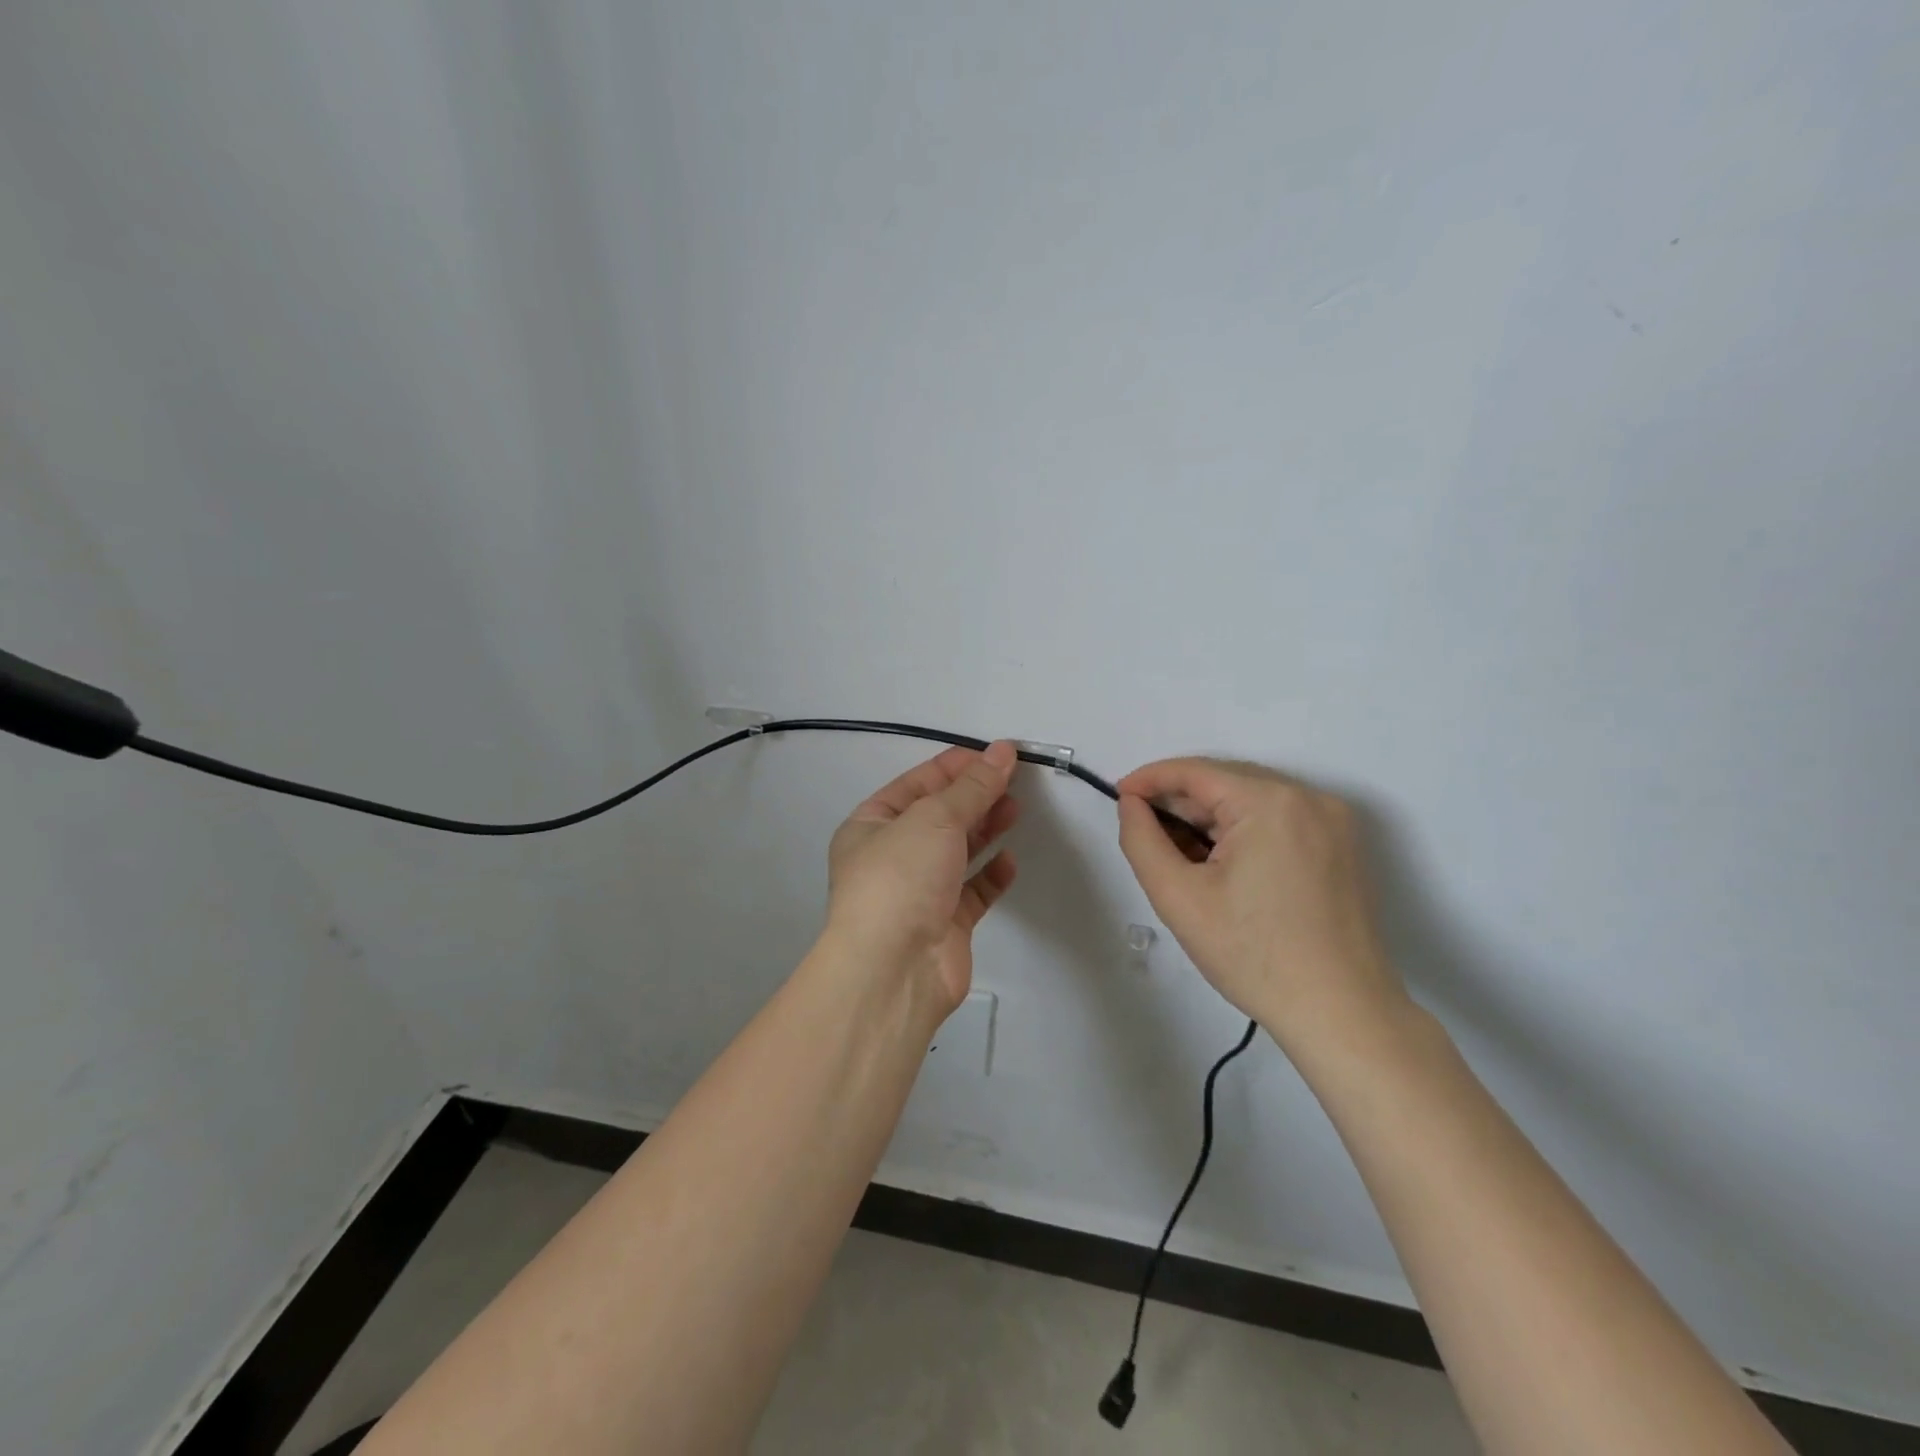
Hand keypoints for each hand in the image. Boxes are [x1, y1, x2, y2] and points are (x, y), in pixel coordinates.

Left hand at [824, 741, 1020, 1015]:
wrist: (895, 970)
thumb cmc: (901, 878)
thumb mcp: (935, 818)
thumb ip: (973, 786)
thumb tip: (1002, 750)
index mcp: (871, 825)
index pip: (916, 783)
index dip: (956, 766)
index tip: (997, 756)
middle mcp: (891, 856)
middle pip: (939, 816)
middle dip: (975, 797)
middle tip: (1014, 782)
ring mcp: (918, 892)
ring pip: (958, 852)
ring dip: (986, 829)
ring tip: (1016, 810)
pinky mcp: (945, 924)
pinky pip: (973, 891)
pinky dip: (992, 875)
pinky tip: (1010, 861)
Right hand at [1115, 758, 1406, 1045]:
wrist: (1341, 1014)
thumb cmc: (1252, 955)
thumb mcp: (1178, 897)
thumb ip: (1141, 840)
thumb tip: (1131, 804)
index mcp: (1270, 802)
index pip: (1195, 772)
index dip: (1149, 779)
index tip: (1118, 796)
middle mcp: (1309, 797)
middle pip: (1226, 782)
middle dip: (1180, 802)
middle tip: (1144, 831)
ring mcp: (1333, 820)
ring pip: (1251, 800)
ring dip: (1210, 818)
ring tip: (1180, 855)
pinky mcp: (1343, 844)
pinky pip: (1279, 819)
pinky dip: (1243, 831)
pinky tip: (1221, 864)